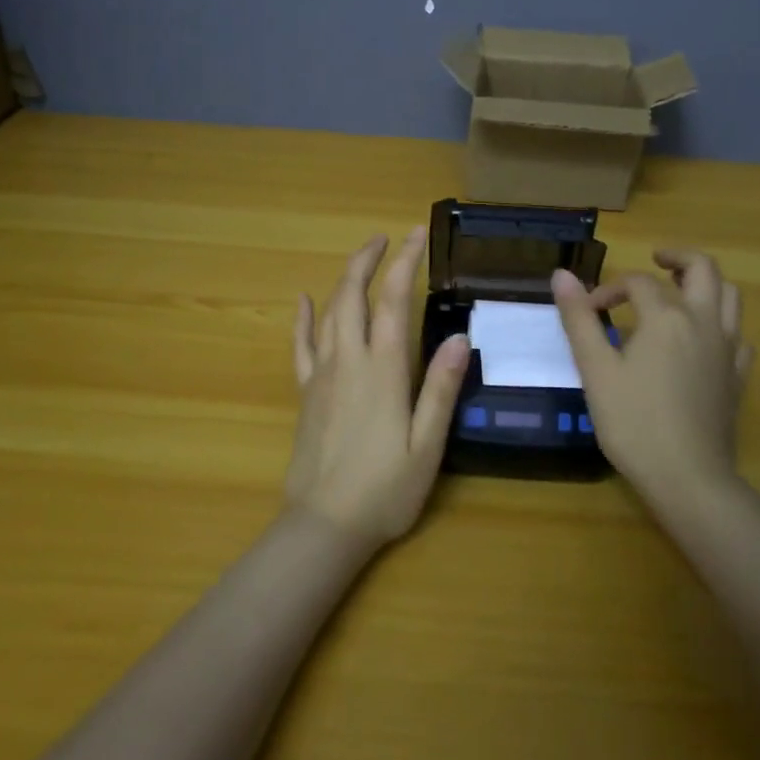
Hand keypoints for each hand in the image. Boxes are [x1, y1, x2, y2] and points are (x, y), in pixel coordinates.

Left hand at [287, 228, 471, 546]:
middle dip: (368, 260)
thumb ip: (440, 389)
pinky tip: (303, 300)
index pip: (394, 300)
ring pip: (329, 312)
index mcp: (383, 369)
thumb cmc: (385, 489)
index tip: (416, 234)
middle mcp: (349, 360)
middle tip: (386, 237)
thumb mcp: (427, 445)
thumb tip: (459, 337)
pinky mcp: (306, 392)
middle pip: (354, 294)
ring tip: (361, 258)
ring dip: (344, 279)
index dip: (405, 262)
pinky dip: (303, 318)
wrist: (324, 525)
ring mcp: (322, 374)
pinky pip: (301, 345)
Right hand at [552, 249, 750, 511]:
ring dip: (706, 284)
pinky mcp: (738, 377)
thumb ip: (579, 319)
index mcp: (667, 317)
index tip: (588, 312)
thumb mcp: (596, 369)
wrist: (688, 479)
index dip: (609, 289)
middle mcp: (703, 323)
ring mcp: (727, 350)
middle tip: (655, 260)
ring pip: (730, 297)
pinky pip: (738, 336)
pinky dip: (720, 325)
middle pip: (703, 270)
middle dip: (677, 257)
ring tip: (680, 290)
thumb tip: (562, 274)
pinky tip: (703, 340)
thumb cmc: (634, 422)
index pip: (638, 283)